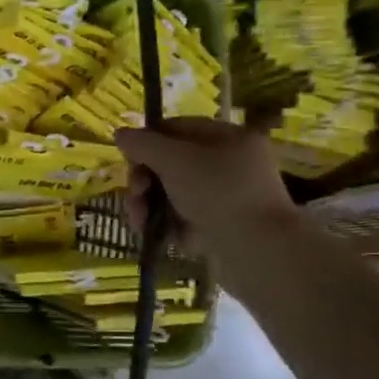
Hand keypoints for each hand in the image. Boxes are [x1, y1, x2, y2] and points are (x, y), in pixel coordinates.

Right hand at [114, 117, 297, 262]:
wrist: (257, 251)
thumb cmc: (217, 193)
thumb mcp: (174, 160)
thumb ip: (143, 144)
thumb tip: (121, 134)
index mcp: (228, 138)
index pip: (176, 128)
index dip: (147, 141)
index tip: (128, 159)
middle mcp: (229, 164)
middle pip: (170, 163)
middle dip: (144, 179)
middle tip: (135, 194)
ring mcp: (226, 198)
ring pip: (172, 193)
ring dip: (148, 204)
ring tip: (140, 221)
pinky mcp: (220, 227)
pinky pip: (183, 218)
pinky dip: (166, 225)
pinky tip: (154, 235)